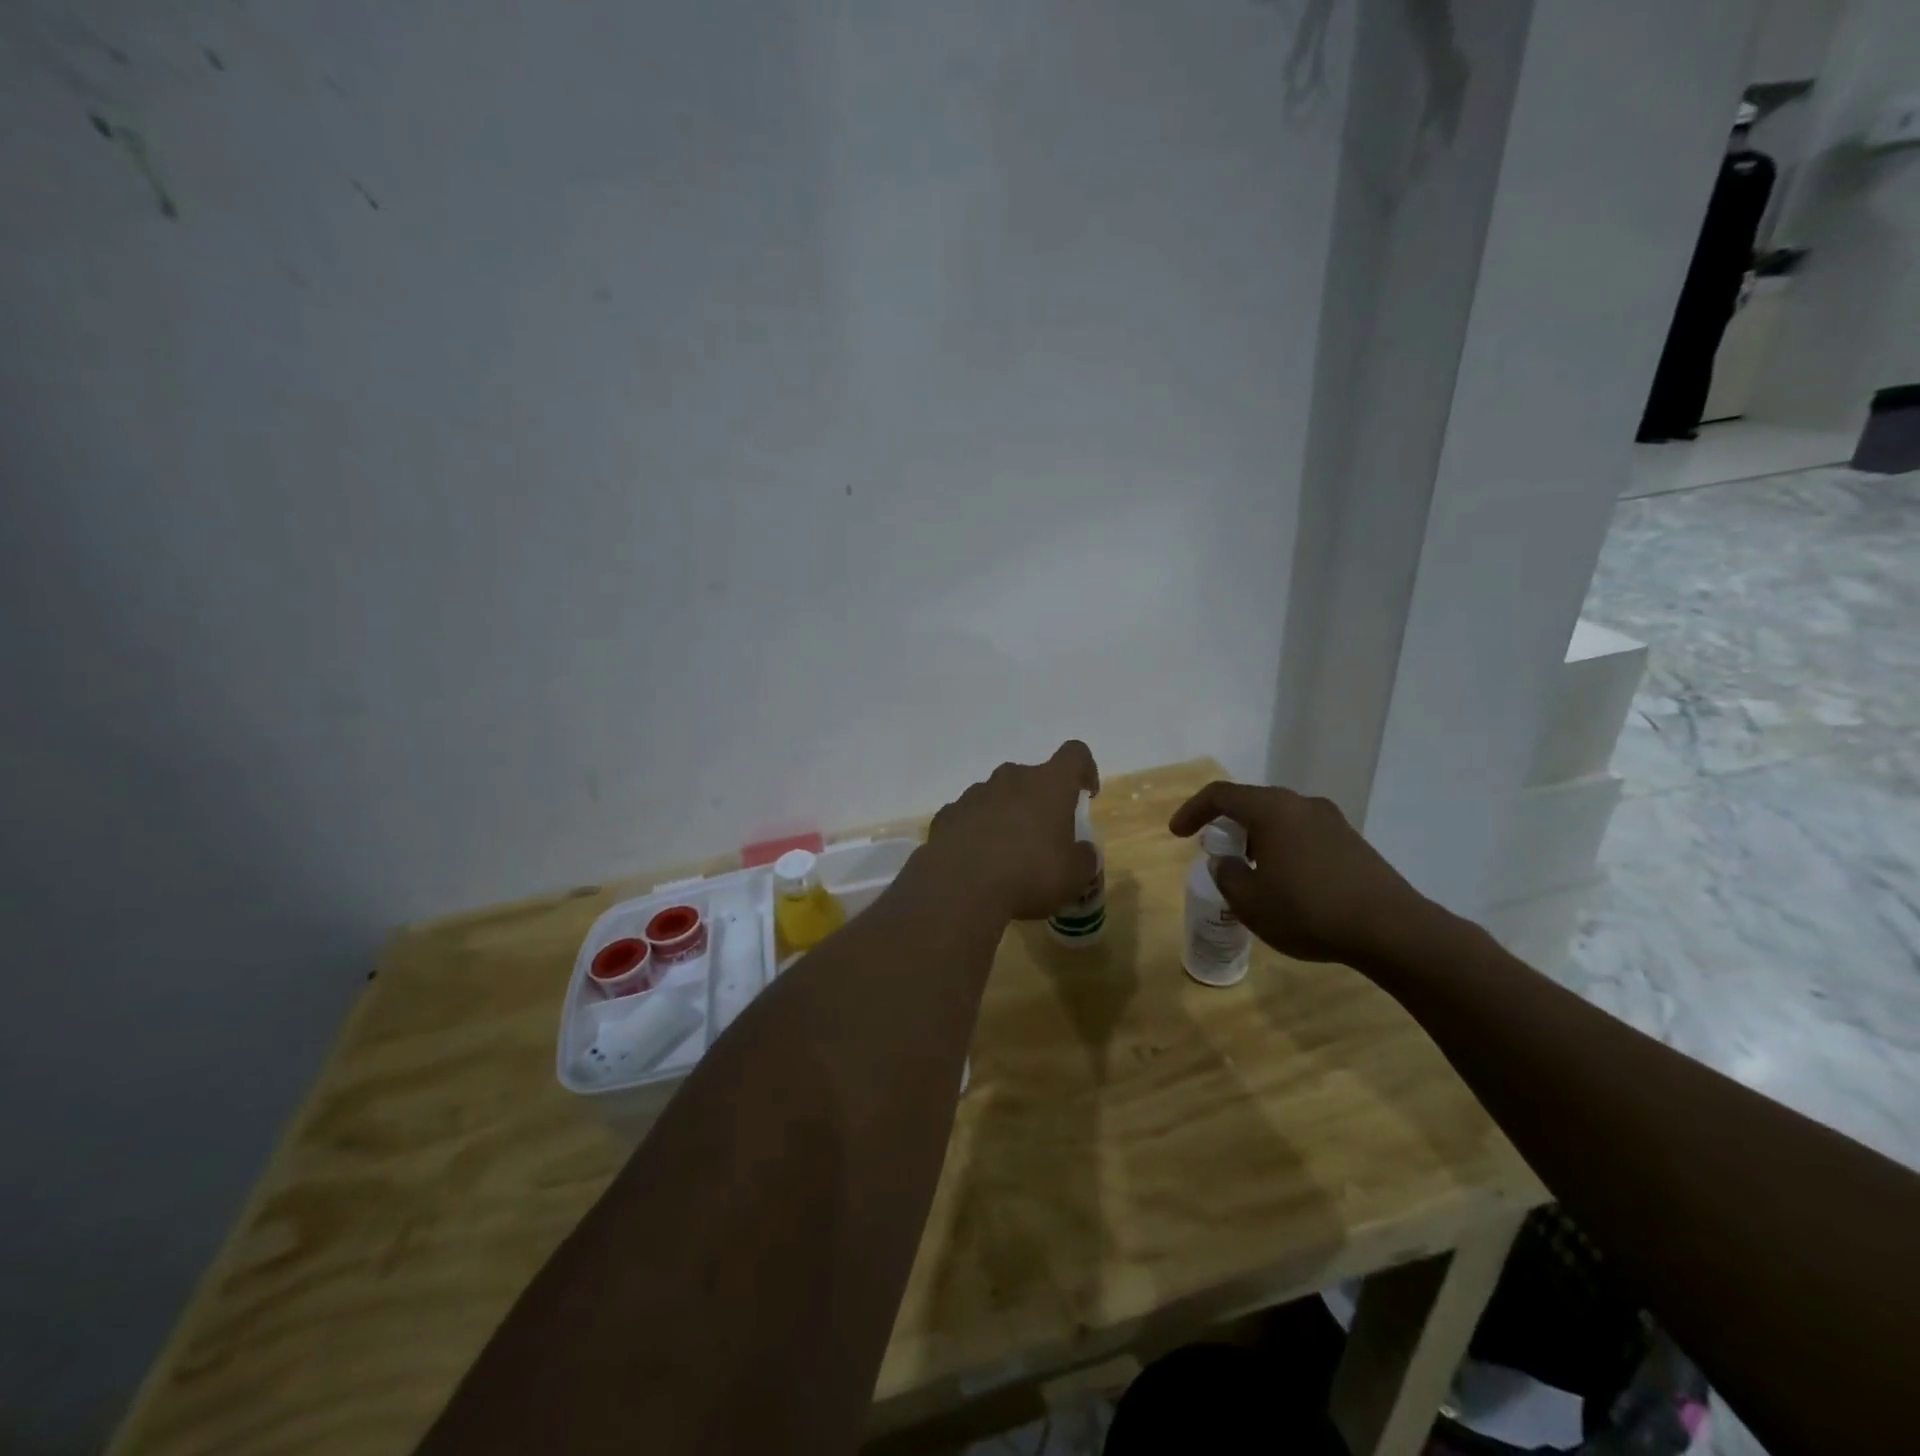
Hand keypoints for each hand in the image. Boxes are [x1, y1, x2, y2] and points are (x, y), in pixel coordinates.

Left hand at [921, 741, 1100, 921]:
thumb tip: (1082, 852)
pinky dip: (977, 830)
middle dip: (1040, 800)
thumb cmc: (1029, 876)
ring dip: (1007, 814)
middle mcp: (1011, 778)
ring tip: (1007, 854)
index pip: (1074, 755)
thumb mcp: (1074, 877)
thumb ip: (1084, 858)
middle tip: (1044, 835)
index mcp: (1048, 785)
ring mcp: (974, 794)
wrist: (959, 889)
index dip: (1084, 769)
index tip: (1086, 794)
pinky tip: (977, 860)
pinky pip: (970, 815)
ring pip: (998, 795)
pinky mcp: (947, 814)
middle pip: (1032, 777)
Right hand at [1168, 781, 1439, 964]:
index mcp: (1272, 809)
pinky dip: (1283, 847)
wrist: (1392, 930)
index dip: (1193, 810)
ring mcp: (1331, 821)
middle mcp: (1301, 804)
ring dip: (1257, 837)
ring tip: (1249, 870)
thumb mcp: (1251, 902)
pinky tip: (1286, 881)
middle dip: (1227, 824)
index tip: (1178, 834)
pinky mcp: (1352, 842)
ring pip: (1280, 818)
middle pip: (1252, 802)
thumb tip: (1226, 861)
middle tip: (1215, 850)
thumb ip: (1228, 875)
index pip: (1220, 795)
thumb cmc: (1309, 911)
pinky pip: (1303, 833)